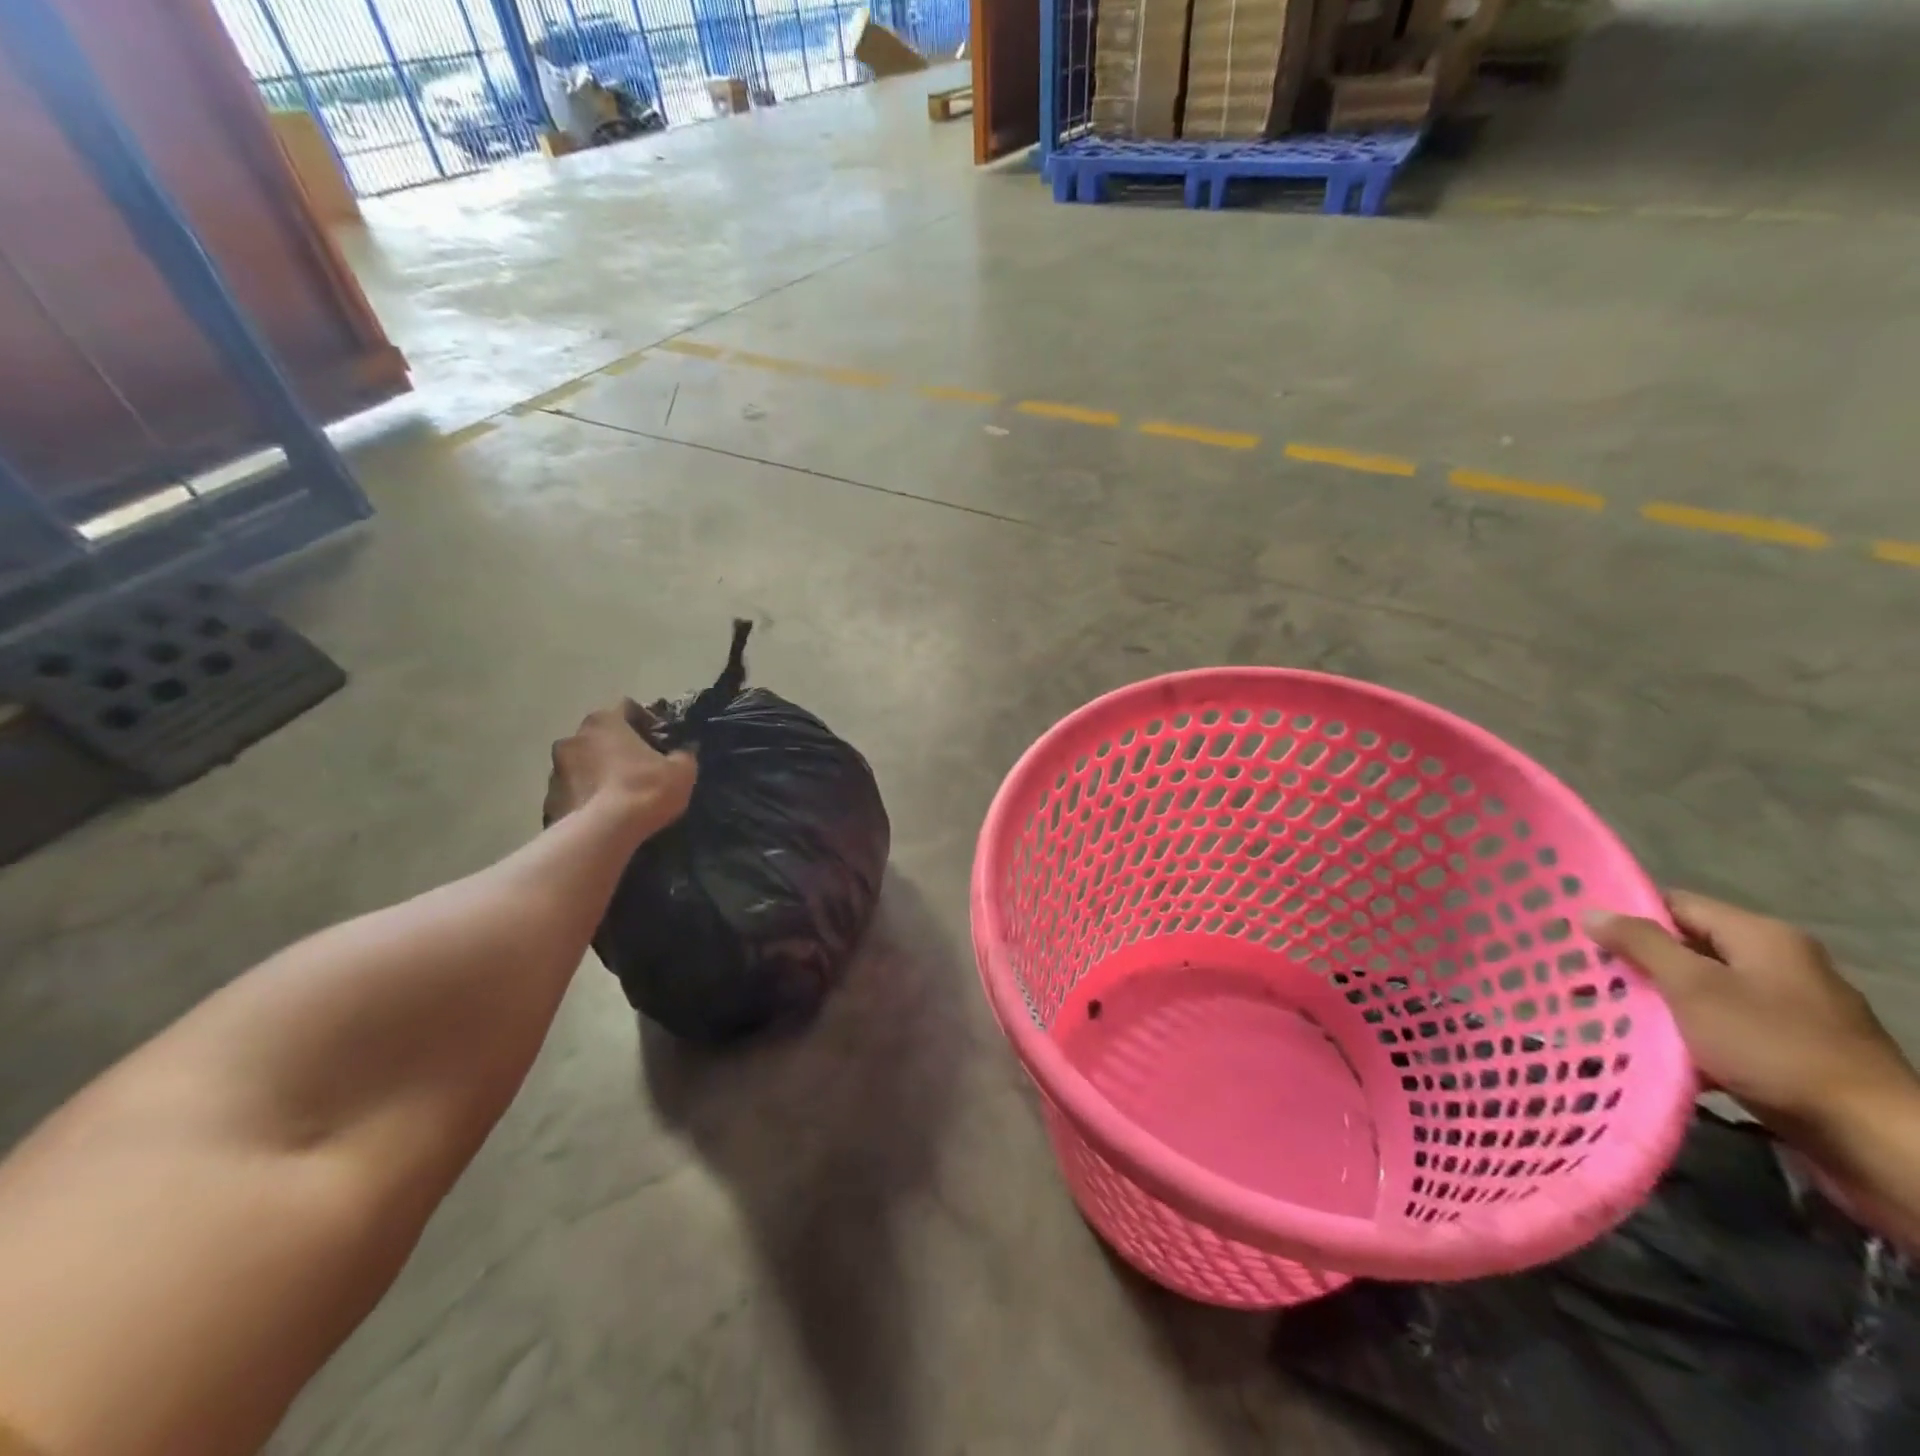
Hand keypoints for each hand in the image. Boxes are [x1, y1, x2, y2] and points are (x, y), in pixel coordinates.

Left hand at [544, 701, 695, 838]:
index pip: (625, 708)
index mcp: (604, 721)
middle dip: (616, 747)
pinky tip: (603, 814)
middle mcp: (573, 738)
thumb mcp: (681, 771)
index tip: (657, 740)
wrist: (604, 833)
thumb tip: (681, 753)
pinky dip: (585, 797)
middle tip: (638, 768)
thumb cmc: (645, 789)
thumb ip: (682, 755)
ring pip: (582, 764)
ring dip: (597, 772)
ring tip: (618, 794)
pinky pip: (572, 792)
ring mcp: (555, 770)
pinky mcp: (548, 800)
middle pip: (600, 736)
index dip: (644, 721)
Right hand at [1584, 892, 1918, 1135]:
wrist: (1871, 1139)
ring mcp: (1792, 1011)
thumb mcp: (1694, 987)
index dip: (1628, 916)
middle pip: (1689, 950)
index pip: (1676, 904)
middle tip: (1587, 980)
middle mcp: (1781, 964)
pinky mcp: (1794, 1051)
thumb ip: (1641, 944)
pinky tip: (1659, 1054)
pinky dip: (1689, 1037)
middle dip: (1638, 966)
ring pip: (1703, 993)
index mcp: (1762, 937)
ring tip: (1611, 1017)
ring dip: (1659, 1005)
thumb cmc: (1774, 1047)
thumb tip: (1593, 913)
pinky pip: (1724, 1029)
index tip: (1582, 938)